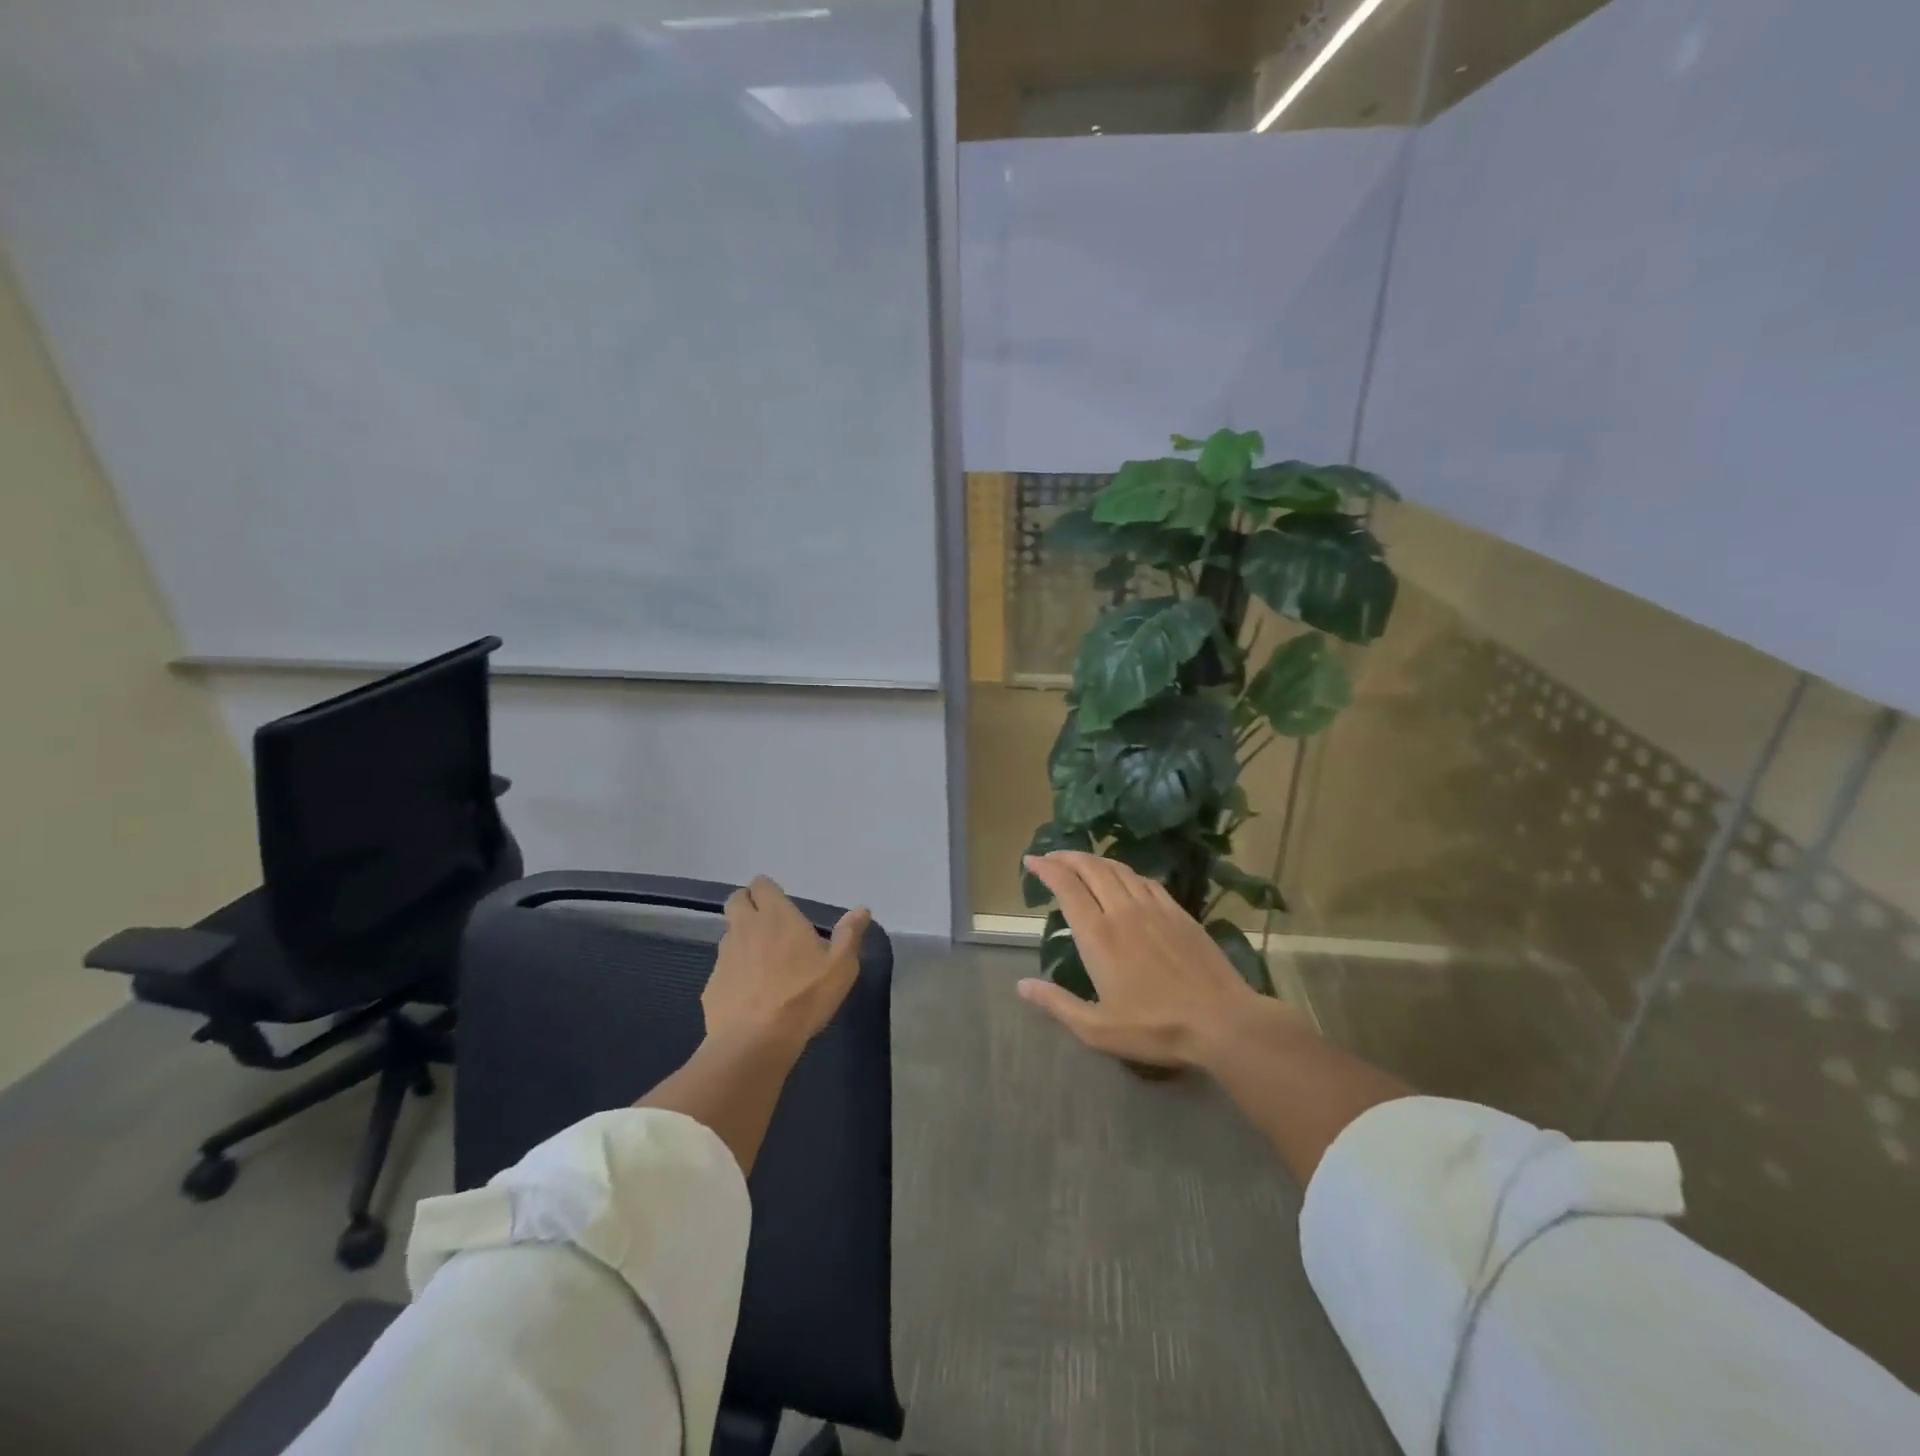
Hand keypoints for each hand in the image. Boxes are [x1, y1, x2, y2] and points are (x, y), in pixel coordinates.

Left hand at [704, 876, 870, 1051]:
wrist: (755, 1042)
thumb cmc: (804, 996)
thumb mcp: (841, 967)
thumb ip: (849, 935)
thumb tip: (861, 911)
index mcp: (776, 916)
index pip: (761, 885)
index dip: (768, 891)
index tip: (780, 904)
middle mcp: (745, 928)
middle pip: (736, 901)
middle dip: (748, 905)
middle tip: (767, 924)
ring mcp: (724, 957)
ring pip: (729, 935)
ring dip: (742, 940)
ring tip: (762, 962)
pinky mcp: (711, 986)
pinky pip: (723, 970)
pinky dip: (734, 974)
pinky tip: (750, 995)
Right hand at [1018, 852, 1295, 1068]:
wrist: (1221, 1021)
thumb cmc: (1155, 1028)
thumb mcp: (1097, 1029)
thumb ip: (1057, 1004)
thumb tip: (1022, 985)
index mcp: (1098, 935)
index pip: (1067, 887)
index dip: (1046, 869)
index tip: (1031, 861)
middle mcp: (1123, 911)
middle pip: (1091, 869)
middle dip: (1067, 857)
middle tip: (1051, 857)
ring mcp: (1154, 908)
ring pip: (1119, 869)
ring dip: (1095, 860)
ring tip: (1081, 862)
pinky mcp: (1178, 912)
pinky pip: (1146, 880)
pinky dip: (1126, 872)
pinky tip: (1125, 878)